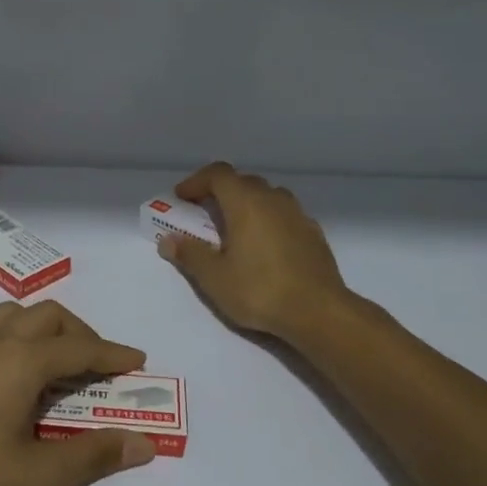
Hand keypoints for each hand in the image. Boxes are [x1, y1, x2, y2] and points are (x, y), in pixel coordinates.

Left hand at [0, 300, 156, 485]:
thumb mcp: (39, 477)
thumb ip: (94, 455)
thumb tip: (144, 443)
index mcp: (20, 360)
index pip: (81, 348)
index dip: (113, 354)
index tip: (137, 360)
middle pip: (47, 316)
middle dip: (80, 334)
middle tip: (97, 366)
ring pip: (10, 316)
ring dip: (42, 330)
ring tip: (53, 365)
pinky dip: (10, 340)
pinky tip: (5, 378)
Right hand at [158, 162, 347, 340]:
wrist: (318, 311)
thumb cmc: (260, 290)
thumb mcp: (215, 278)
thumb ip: (190, 254)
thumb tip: (168, 240)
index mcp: (246, 203)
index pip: (218, 174)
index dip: (196, 181)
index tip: (182, 199)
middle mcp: (273, 199)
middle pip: (243, 182)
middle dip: (220, 192)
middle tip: (204, 216)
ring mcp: (298, 214)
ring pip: (267, 196)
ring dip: (246, 204)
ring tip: (234, 230)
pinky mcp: (313, 233)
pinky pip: (284, 215)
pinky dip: (268, 220)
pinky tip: (263, 247)